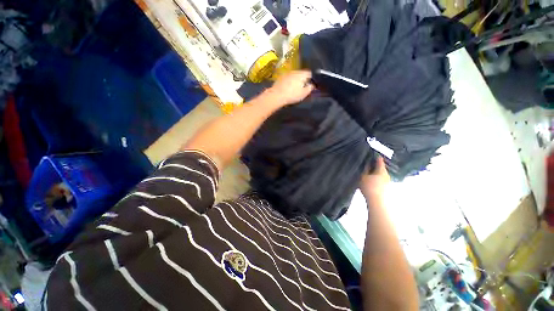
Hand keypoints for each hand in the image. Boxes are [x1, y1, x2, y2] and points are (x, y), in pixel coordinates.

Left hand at [265, 70, 314, 105]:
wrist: (276, 96)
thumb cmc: (292, 95)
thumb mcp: (304, 93)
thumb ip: (310, 88)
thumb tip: (313, 85)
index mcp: (302, 74)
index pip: (310, 73)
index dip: (312, 79)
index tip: (311, 85)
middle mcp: (295, 71)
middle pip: (302, 74)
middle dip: (303, 79)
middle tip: (303, 87)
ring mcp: (287, 73)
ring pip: (295, 75)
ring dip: (296, 80)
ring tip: (295, 88)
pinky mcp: (281, 77)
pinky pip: (288, 78)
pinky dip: (290, 82)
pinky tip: (288, 88)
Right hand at [359, 157, 389, 200]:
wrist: (377, 202)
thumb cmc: (369, 187)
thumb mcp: (363, 176)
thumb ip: (365, 169)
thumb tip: (367, 163)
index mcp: (381, 170)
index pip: (379, 160)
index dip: (375, 156)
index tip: (371, 154)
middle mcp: (387, 174)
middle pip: (381, 167)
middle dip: (375, 166)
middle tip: (367, 164)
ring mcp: (388, 181)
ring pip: (381, 174)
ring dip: (375, 173)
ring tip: (368, 173)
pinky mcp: (387, 188)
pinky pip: (381, 180)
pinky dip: (376, 178)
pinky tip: (371, 181)